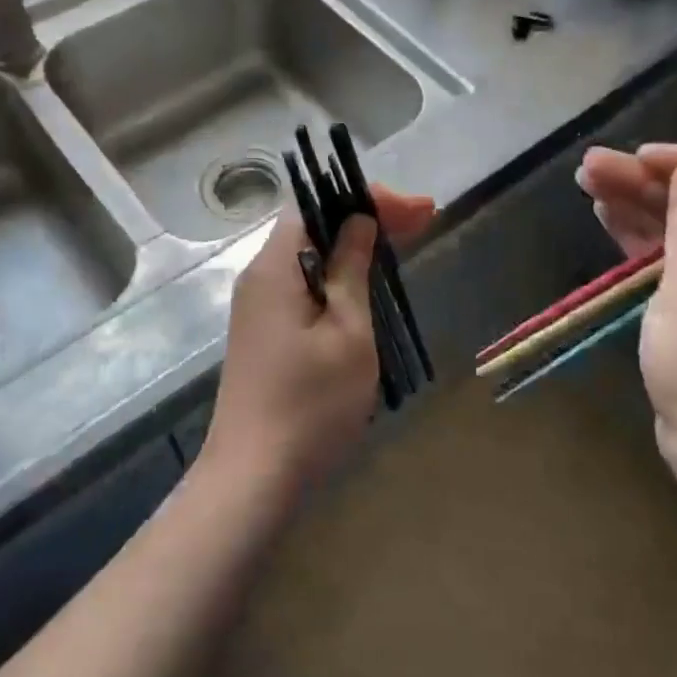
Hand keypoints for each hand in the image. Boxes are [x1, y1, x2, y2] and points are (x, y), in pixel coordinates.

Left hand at [203, 186, 434, 495]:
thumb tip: (358, 221)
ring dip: (355, 247)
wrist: (254, 478)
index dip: (365, 198)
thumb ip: (351, 270)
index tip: (416, 210)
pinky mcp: (265, 333)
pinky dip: (340, 276)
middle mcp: (260, 277)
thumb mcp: (346, 332)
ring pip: (310, 257)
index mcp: (274, 268)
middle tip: (423, 221)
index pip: (315, 205)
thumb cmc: (310, 404)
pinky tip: (368, 285)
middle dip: (366, 218)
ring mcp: (259, 307)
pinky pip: (305, 285)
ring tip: (403, 244)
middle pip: (312, 228)